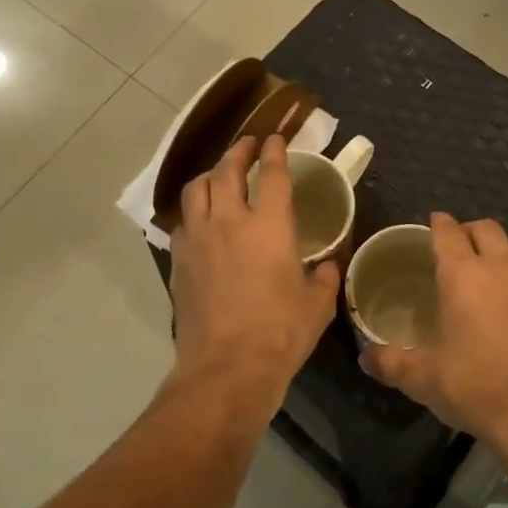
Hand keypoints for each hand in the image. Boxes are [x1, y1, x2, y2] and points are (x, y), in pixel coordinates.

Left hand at [168, 136, 339, 418]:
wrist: (226, 367)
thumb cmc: (280, 332)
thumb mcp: (317, 305)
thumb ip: (324, 277)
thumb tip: (328, 265)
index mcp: (269, 226)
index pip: (272, 174)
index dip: (275, 152)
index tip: (276, 139)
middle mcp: (229, 221)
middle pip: (226, 171)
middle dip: (237, 151)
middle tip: (247, 145)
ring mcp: (198, 240)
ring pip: (195, 190)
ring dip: (209, 175)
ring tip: (218, 175)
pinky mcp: (179, 263)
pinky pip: (182, 223)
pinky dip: (193, 213)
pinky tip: (200, 222)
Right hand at [360, 212, 507, 459]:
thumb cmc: (474, 388)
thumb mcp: (422, 378)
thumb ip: (390, 362)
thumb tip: (363, 357)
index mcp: (462, 275)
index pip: (448, 232)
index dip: (439, 224)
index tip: (434, 224)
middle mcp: (501, 266)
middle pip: (486, 229)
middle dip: (471, 232)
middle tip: (462, 248)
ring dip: (506, 251)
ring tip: (498, 267)